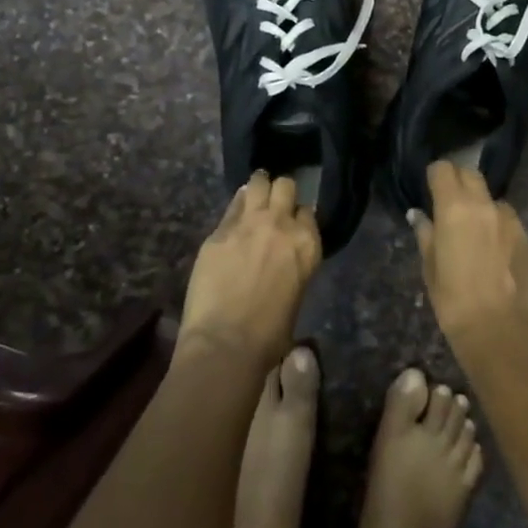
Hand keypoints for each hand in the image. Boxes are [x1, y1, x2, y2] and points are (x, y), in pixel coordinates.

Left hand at [180, 171, 321, 359]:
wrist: (227, 343)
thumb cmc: (270, 335)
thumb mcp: (296, 293)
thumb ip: (294, 264)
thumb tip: (283, 258)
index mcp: (307, 243)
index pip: (307, 211)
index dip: (299, 216)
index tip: (293, 221)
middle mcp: (281, 224)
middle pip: (286, 186)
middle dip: (281, 192)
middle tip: (274, 202)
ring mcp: (248, 223)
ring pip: (259, 183)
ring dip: (259, 186)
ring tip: (255, 192)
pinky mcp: (220, 230)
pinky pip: (232, 206)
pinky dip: (237, 204)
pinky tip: (235, 210)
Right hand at [409, 161, 527, 351]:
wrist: (500, 331)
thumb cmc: (453, 301)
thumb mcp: (430, 268)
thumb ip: (426, 234)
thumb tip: (419, 215)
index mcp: (454, 208)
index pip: (443, 169)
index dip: (435, 176)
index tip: (430, 190)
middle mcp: (485, 205)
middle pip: (471, 174)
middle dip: (459, 182)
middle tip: (450, 206)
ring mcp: (511, 220)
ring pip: (493, 199)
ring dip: (482, 207)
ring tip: (476, 235)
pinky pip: (510, 223)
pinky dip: (500, 229)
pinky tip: (496, 255)